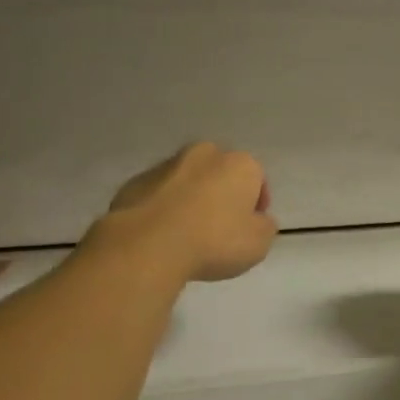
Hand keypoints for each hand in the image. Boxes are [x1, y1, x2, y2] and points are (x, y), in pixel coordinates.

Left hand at [96, 143, 277, 282]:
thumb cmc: (214, 241)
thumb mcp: (259, 243)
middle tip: (219, 227)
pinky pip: (158, 194)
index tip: (249, 228)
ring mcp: (166, 165)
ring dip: (191, 199)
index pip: (257, 178)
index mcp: (240, 164)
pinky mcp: (135, 182)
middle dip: (222, 193)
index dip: (256, 204)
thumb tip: (257, 220)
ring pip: (187, 180)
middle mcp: (205, 154)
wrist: (147, 245)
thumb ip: (264, 226)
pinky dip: (162, 208)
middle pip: (220, 173)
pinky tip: (161, 235)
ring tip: (187, 234)